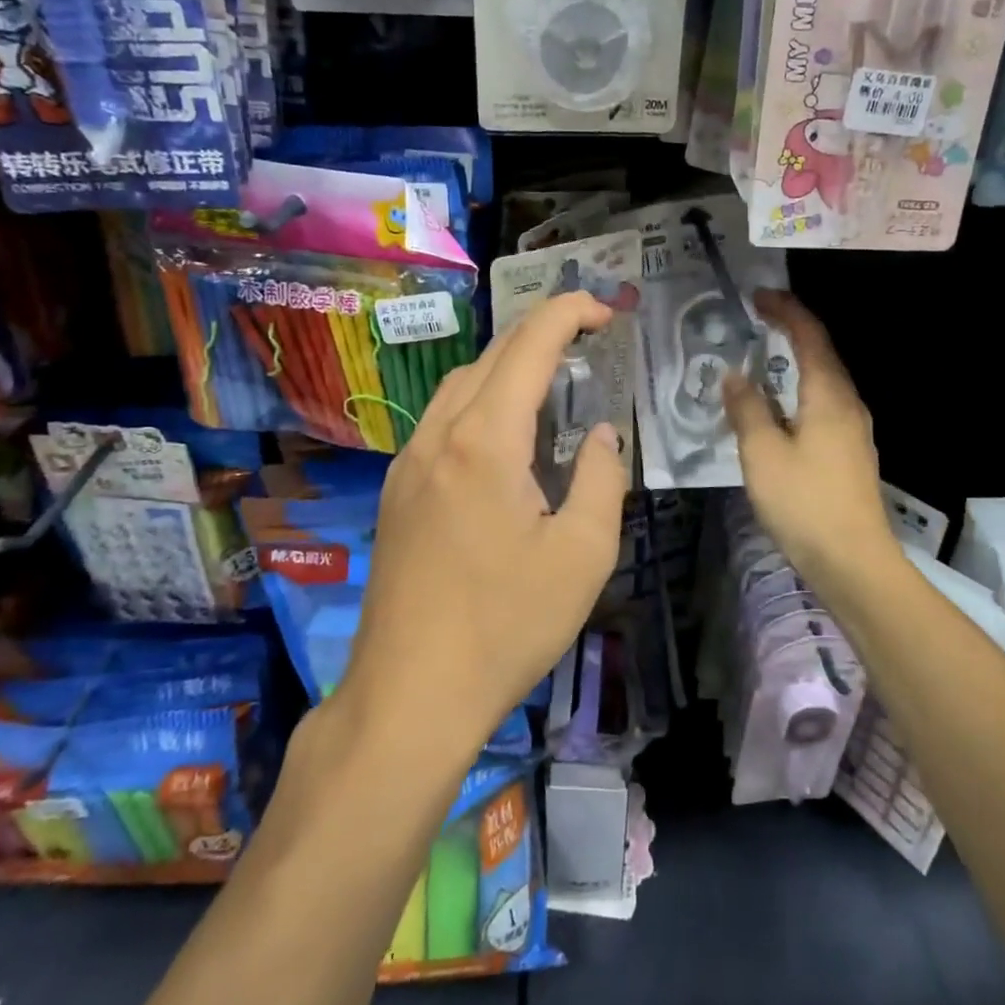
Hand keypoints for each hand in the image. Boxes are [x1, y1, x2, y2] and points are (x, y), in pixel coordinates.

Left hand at [339, 292, 628, 749]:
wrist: (409, 694)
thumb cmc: (506, 625)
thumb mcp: (582, 554)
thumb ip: (601, 476)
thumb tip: (599, 432)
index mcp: (485, 439)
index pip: (530, 345)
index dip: (569, 312)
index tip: (605, 310)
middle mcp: (440, 434)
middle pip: (493, 354)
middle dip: (543, 331)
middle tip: (590, 339)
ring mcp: (409, 460)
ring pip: (462, 382)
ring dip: (509, 364)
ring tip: (553, 379)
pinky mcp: (398, 489)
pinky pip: (443, 417)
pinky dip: (482, 398)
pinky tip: (506, 432)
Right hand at [723, 290, 898, 583]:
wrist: (854, 562)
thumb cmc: (805, 502)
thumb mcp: (763, 453)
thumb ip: (747, 408)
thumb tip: (735, 375)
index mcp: (829, 394)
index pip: (810, 335)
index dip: (785, 310)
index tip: (758, 296)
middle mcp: (847, 403)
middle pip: (821, 353)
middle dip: (791, 330)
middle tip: (757, 320)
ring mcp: (853, 429)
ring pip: (823, 380)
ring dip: (795, 360)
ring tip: (762, 357)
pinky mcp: (849, 452)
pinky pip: (822, 403)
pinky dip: (798, 389)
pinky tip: (778, 406)